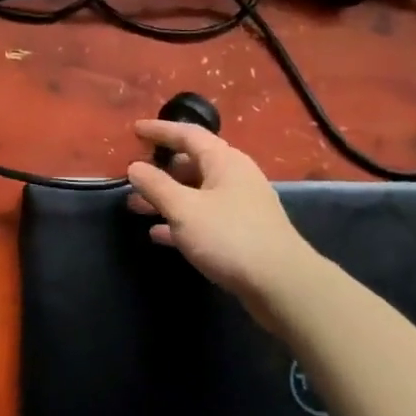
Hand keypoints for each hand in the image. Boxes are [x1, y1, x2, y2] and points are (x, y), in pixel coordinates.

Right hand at [126, 122, 311, 324]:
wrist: (281, 284)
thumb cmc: (229, 237)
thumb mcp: (184, 209)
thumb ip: (156, 185)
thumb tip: (135, 167)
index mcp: (224, 161)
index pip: (187, 134)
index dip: (160, 130)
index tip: (135, 130)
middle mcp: (235, 176)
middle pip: (192, 163)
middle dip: (160, 170)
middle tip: (133, 176)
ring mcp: (241, 205)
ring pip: (196, 193)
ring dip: (167, 197)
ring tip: (136, 207)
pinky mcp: (243, 232)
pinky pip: (205, 217)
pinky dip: (181, 220)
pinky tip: (159, 234)